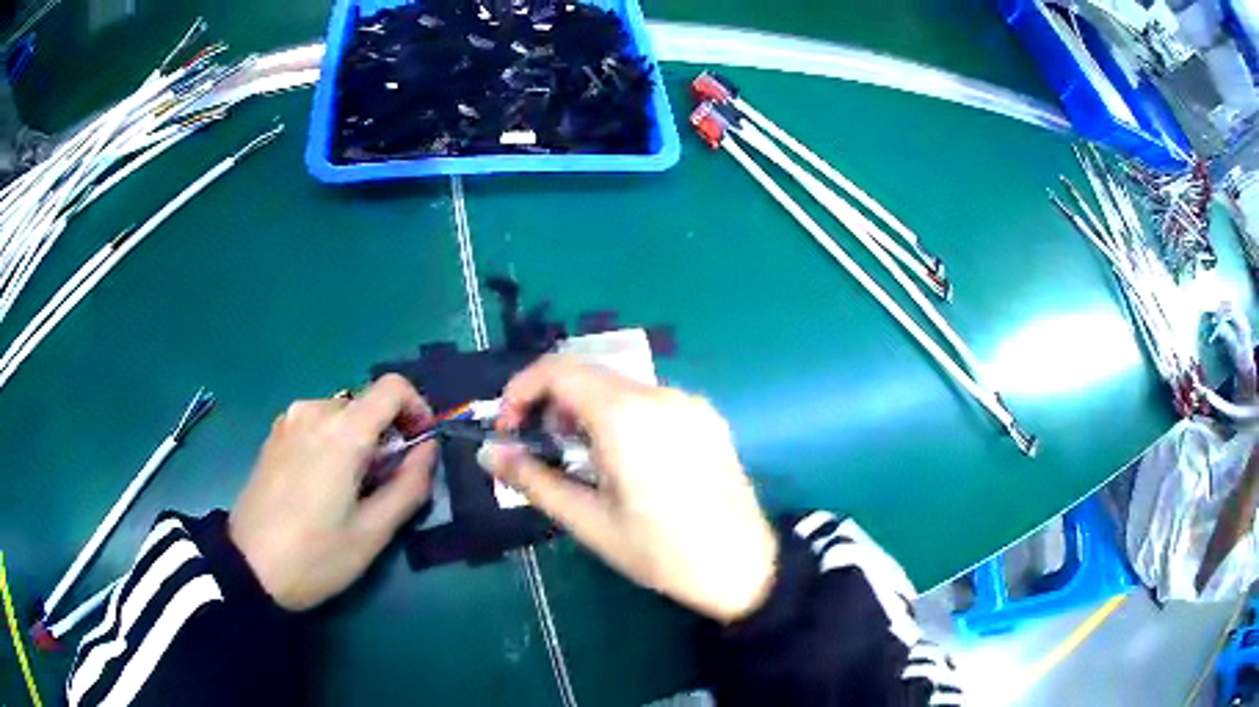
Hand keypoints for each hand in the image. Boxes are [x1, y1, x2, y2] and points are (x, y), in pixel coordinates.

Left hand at [229, 375, 438, 610]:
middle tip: (382, 485)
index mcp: (342, 431)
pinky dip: (332, 442)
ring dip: (358, 441)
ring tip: (350, 490)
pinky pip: (316, 423)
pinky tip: (321, 484)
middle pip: (366, 404)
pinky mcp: (274, 434)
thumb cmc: (316, 555)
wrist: (248, 567)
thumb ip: (409, 485)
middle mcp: (314, 411)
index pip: (393, 387)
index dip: (416, 409)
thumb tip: (428, 449)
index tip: (418, 446)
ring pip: (341, 414)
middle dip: (385, 437)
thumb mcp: (373, 532)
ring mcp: (289, 420)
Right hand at [487, 356, 777, 622]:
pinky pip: (650, 402)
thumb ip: (533, 480)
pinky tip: (627, 462)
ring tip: (585, 464)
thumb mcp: (588, 521)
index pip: (557, 369)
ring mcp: (689, 403)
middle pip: (588, 376)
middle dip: (552, 405)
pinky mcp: (707, 418)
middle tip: (545, 454)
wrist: (744, 566)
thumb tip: (489, 454)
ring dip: (586, 413)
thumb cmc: (661, 551)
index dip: (520, 390)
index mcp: (626, 415)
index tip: (508, 429)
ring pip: (619, 388)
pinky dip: (621, 417)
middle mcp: (659, 394)